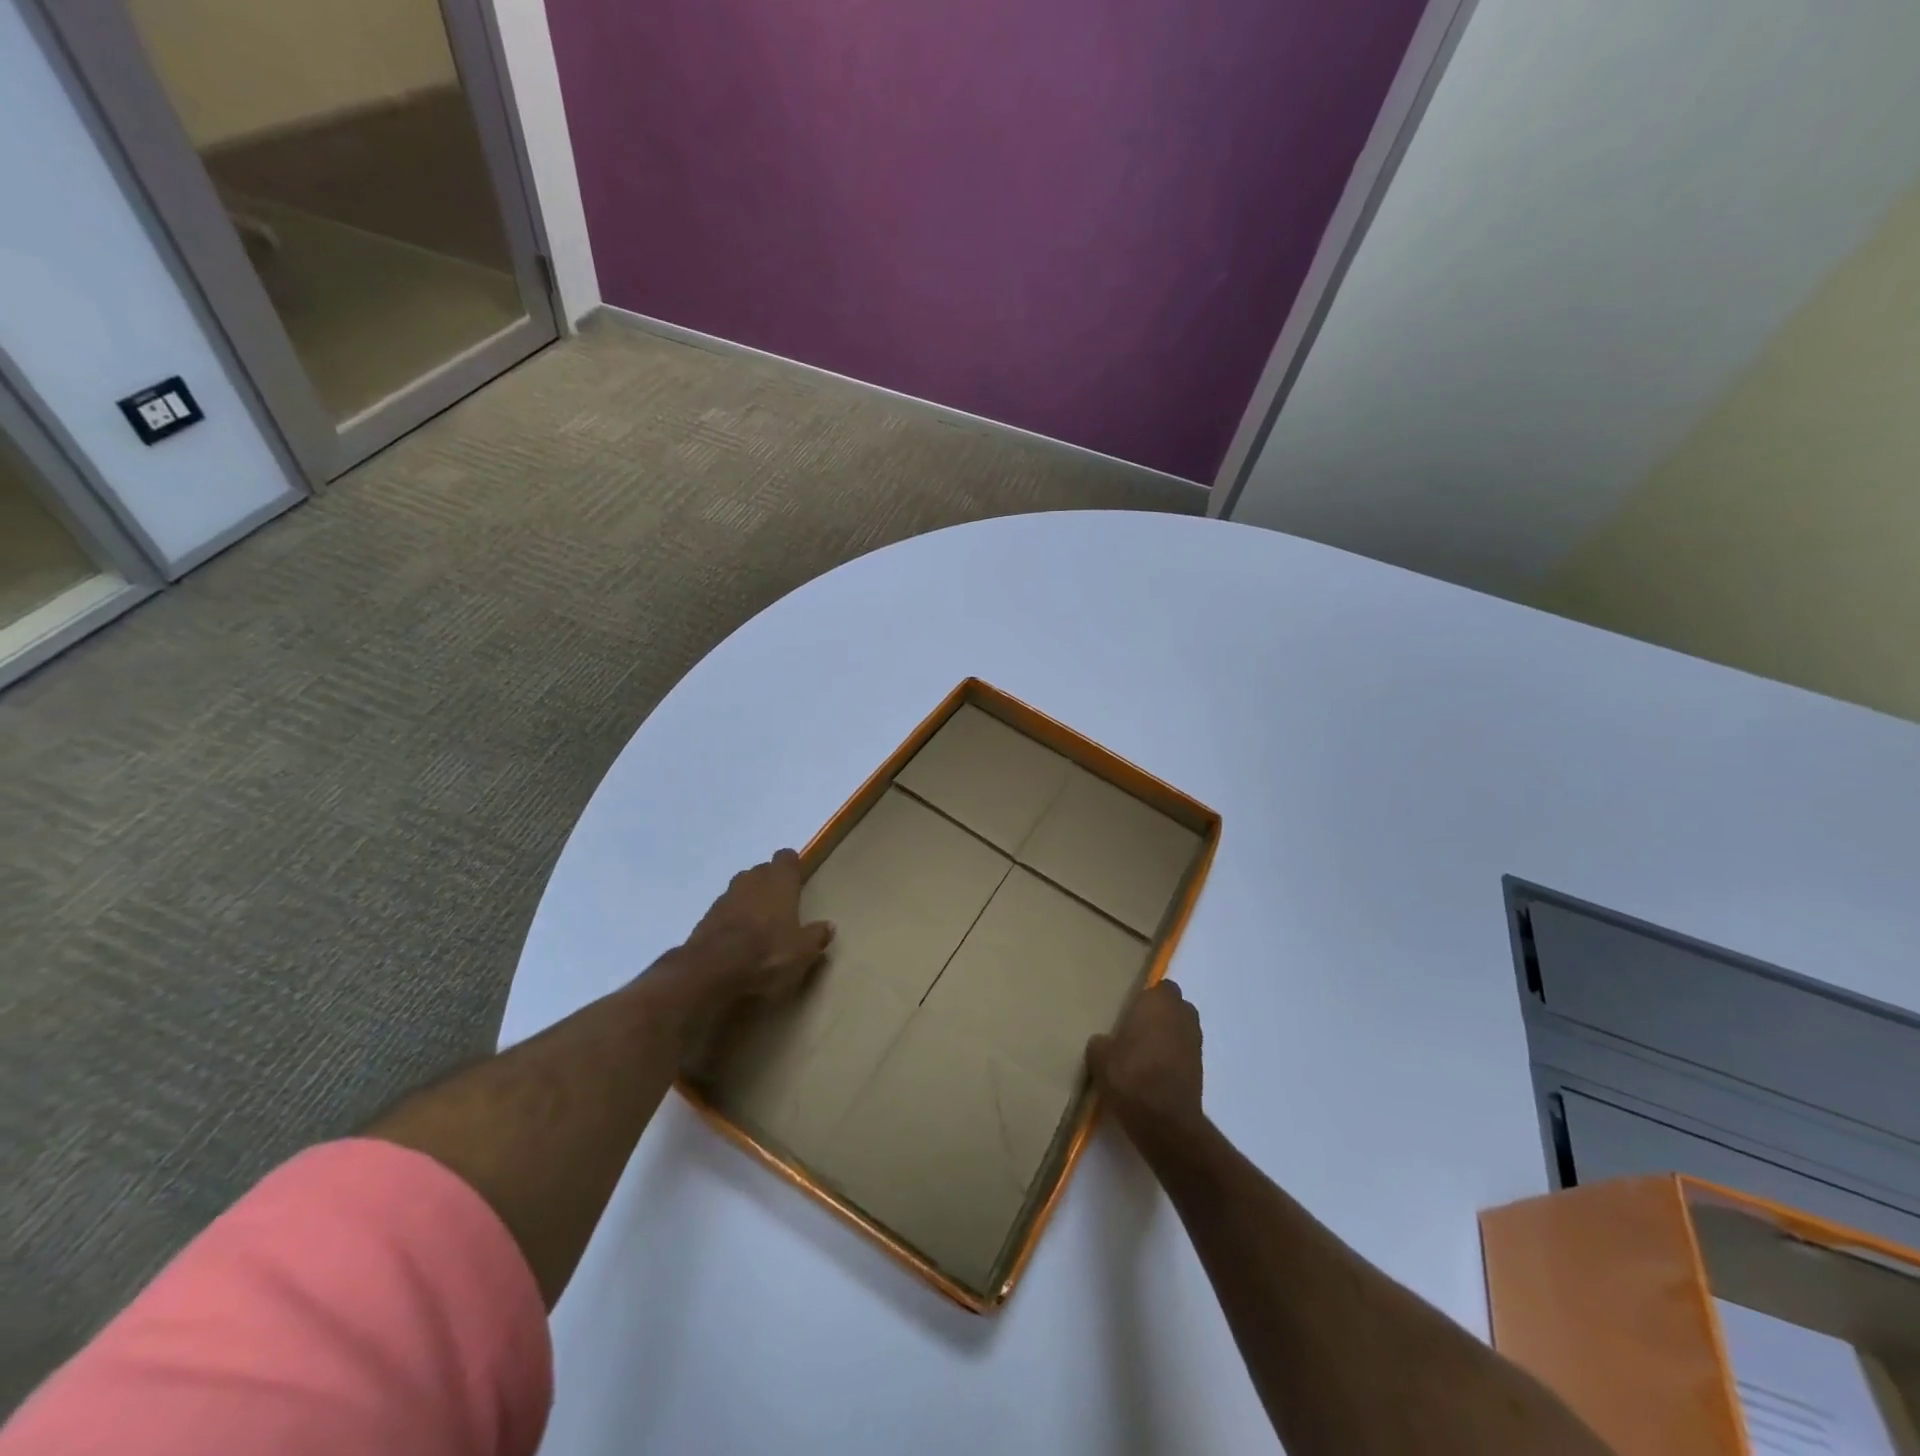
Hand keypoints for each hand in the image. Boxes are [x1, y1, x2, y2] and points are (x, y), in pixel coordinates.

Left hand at [678, 849, 834, 1010]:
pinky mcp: (705, 918)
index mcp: (779, 882)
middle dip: (770, 884)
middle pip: (762, 871)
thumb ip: (816, 936)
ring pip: (741, 889)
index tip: (797, 881)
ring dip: (749, 900)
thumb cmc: (767, 954)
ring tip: (758, 924)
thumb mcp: (802, 952)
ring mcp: (725, 898)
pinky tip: (737, 940)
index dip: (792, 867)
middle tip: (781, 906)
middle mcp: (751, 881)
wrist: (711, 971)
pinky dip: (731, 919)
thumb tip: (829, 926)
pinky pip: (724, 910)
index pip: (786, 858)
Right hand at [1087, 980, 1204, 1147]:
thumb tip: (1105, 1042)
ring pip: (1181, 1029)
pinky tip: (1154, 1072)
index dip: (1147, 997)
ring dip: (1168, 1035)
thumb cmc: (1130, 1075)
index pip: (1160, 986)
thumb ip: (1102, 1041)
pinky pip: (1184, 1052)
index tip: (1130, 1009)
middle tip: (1136, 1028)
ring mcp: (1195, 1042)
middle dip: (1160, 1014)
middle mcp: (1182, 1015)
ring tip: (1144, 1052)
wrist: (1164, 1121)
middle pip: (1174, 1006)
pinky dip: (1173, 1057)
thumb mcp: (1099, 1056)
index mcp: (1158, 1002)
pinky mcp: (1201, 1069)